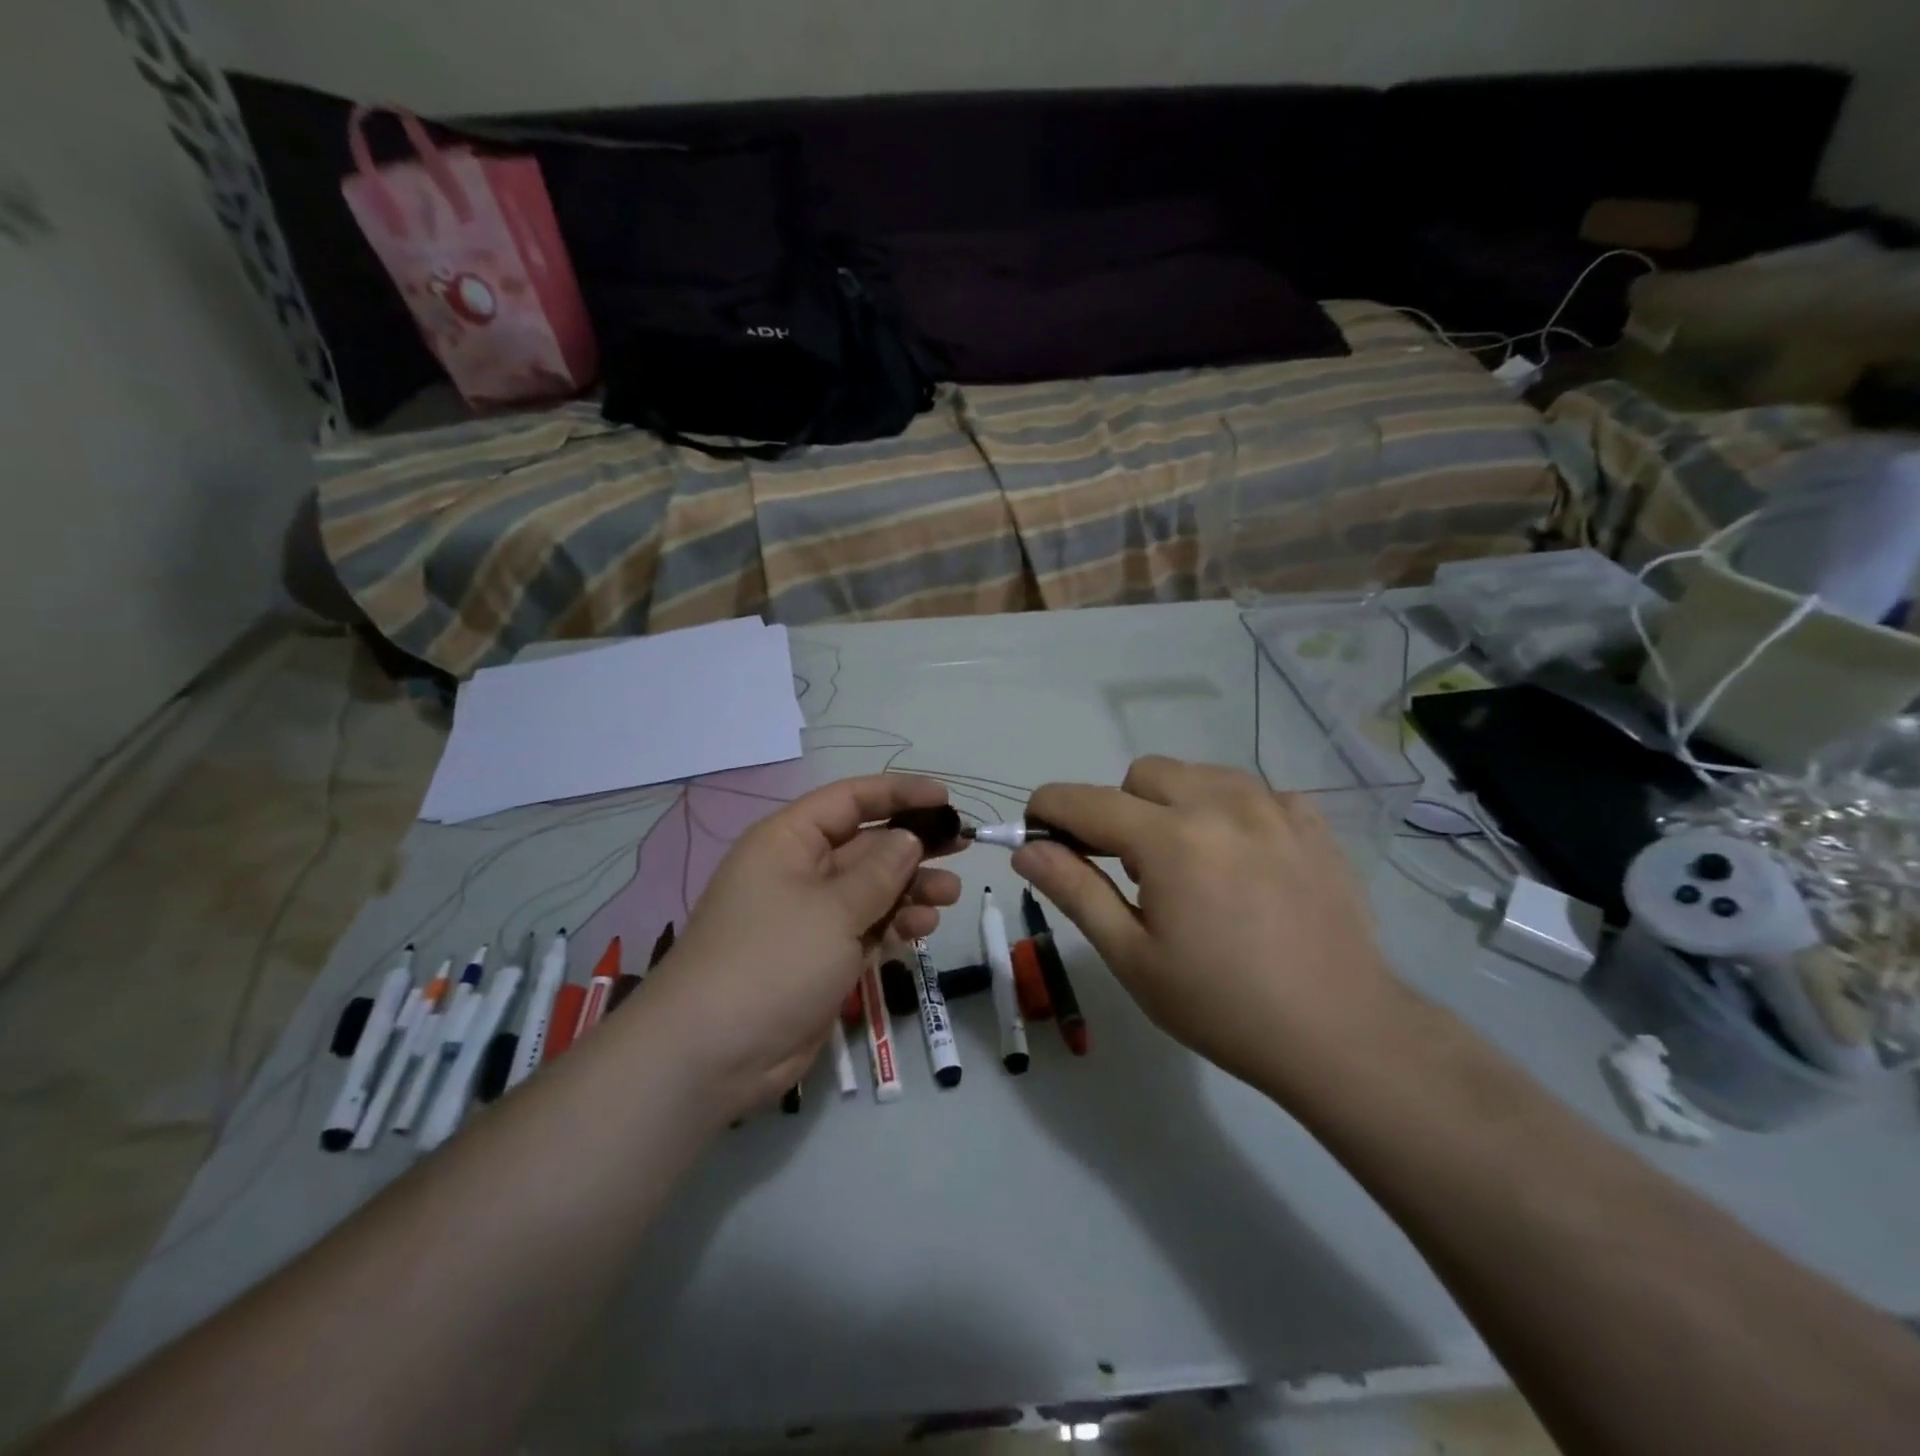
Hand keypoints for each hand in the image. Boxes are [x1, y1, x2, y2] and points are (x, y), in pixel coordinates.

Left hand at [641, 775, 961, 1117]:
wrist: (713, 1054)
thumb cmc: (772, 960)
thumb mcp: (833, 908)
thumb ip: (879, 871)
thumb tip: (908, 839)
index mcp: (789, 841)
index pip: (850, 800)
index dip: (898, 793)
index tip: (945, 800)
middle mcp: (799, 871)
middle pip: (866, 844)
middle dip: (913, 845)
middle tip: (961, 847)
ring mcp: (811, 917)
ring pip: (872, 888)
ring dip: (911, 888)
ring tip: (949, 895)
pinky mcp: (822, 957)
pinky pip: (867, 926)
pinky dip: (896, 924)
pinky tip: (923, 928)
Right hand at [1011, 756, 1406, 1098]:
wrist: (1342, 1035)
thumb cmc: (1223, 1005)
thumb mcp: (1133, 957)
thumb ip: (1074, 891)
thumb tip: (1026, 849)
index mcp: (1170, 839)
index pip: (1084, 799)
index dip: (1047, 810)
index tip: (1037, 836)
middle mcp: (1221, 804)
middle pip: (1142, 774)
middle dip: (1117, 810)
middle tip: (1129, 869)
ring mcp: (1274, 807)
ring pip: (1198, 774)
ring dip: (1173, 804)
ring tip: (1187, 863)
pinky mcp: (1311, 823)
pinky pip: (1252, 791)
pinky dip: (1230, 812)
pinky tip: (1243, 861)